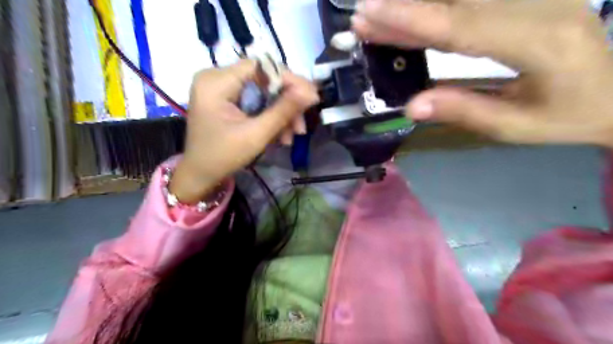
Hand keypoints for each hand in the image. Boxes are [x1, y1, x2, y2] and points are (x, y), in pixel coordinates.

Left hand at [170, 60, 317, 202]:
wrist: (201, 175)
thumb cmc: (223, 157)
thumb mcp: (256, 135)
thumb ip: (283, 111)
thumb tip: (311, 93)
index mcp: (216, 82)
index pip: (261, 67)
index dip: (289, 80)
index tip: (311, 98)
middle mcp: (217, 77)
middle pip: (264, 80)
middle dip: (287, 103)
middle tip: (302, 124)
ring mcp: (222, 88)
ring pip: (264, 92)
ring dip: (282, 113)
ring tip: (293, 135)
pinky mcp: (227, 99)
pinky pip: (257, 101)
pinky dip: (271, 116)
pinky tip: (282, 135)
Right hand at [352, 0, 612, 145]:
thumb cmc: (568, 117)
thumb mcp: (513, 127)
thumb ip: (462, 111)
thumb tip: (410, 106)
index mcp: (538, 44)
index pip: (460, 26)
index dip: (411, 18)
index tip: (370, 13)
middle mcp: (539, 6)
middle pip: (456, 3)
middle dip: (403, 9)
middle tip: (362, 14)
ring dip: (416, 4)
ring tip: (377, 12)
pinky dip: (437, 4)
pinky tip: (414, 11)